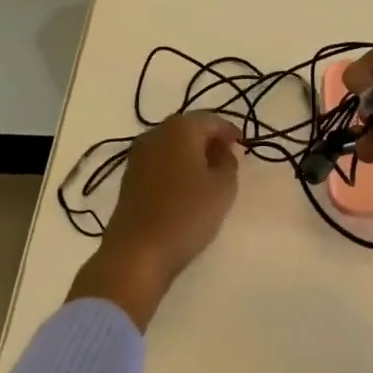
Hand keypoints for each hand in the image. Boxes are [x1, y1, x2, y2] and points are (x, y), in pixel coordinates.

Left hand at [67, 113, 240, 328]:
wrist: (136, 252)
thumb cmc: (186, 214)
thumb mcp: (222, 188)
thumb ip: (229, 162)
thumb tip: (224, 150)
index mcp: (180, 128)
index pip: (212, 120)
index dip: (230, 131)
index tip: (243, 145)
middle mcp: (156, 132)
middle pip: (189, 128)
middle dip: (209, 140)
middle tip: (227, 158)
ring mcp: (138, 154)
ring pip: (172, 144)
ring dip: (191, 153)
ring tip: (208, 175)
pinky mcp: (129, 176)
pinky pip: (159, 160)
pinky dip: (175, 166)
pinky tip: (185, 187)